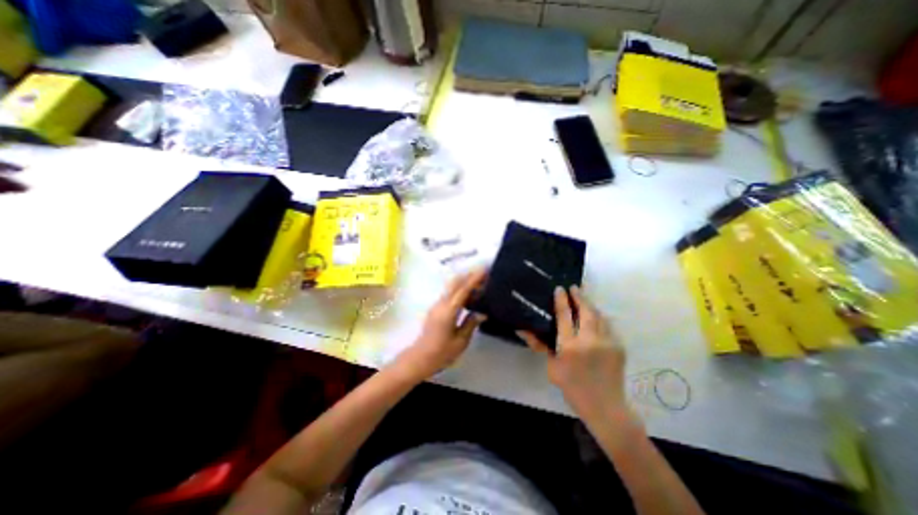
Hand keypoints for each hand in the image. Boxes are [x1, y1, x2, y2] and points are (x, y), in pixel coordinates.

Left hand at [399, 270, 489, 381]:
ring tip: (480, 284)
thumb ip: (471, 324)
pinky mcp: (436, 309)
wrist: (420, 358)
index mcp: (448, 311)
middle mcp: (441, 304)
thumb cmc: (441, 353)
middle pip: (455, 283)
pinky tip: (469, 296)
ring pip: (451, 287)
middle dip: (469, 275)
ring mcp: (437, 305)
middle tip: (484, 274)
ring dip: (464, 282)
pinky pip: (449, 294)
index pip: (463, 290)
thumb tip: (483, 312)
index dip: (474, 279)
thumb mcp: (461, 341)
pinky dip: (460, 290)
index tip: (485, 270)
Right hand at [520, 286, 627, 421]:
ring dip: (591, 305)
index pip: (565, 316)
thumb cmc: (572, 387)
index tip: (560, 288)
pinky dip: (600, 319)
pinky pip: (608, 326)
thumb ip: (540, 346)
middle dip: (580, 296)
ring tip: (584, 298)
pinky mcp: (619, 347)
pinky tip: (595, 317)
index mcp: (570, 347)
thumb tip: (523, 330)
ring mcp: (607, 343)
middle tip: (574, 287)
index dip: (562, 300)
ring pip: (599, 316)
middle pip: (586, 311)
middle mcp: (589, 341)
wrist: (605, 407)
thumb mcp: (552, 367)